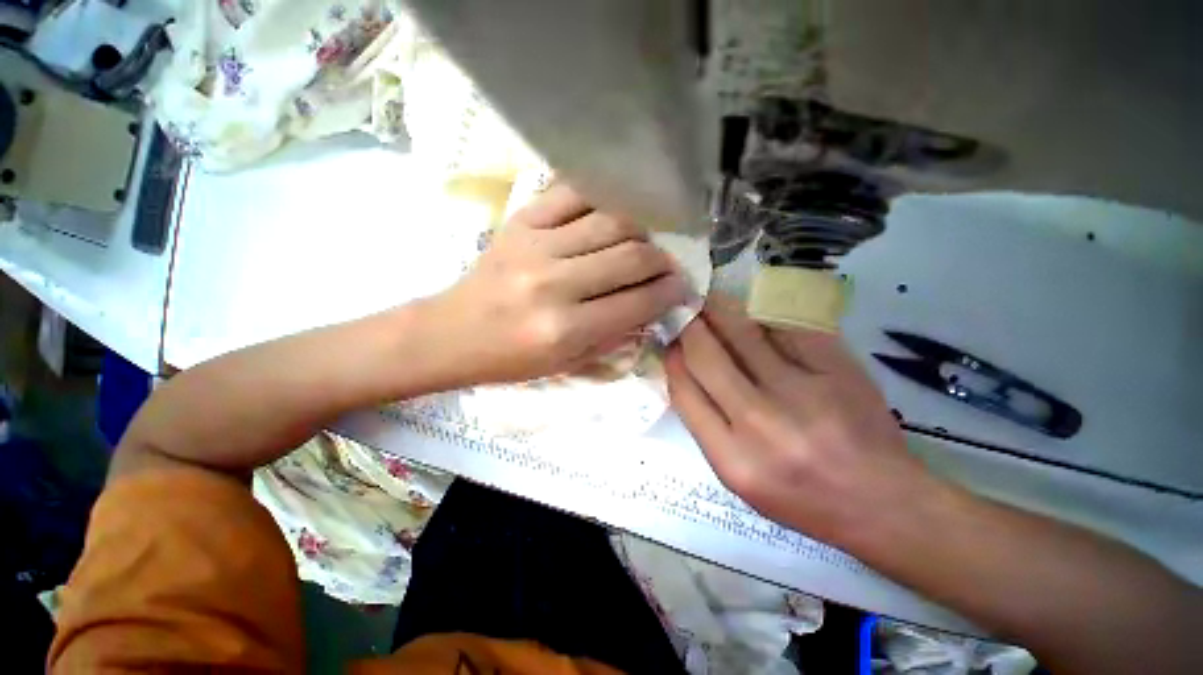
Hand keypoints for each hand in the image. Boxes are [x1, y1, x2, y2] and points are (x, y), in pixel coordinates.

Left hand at [430, 184, 688, 384]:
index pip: (638, 302)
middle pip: (631, 256)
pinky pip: (574, 194)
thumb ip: (615, 334)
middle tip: (668, 265)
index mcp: (566, 329)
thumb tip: (653, 304)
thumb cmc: (512, 359)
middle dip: (661, 260)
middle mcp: (554, 284)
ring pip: (611, 221)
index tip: (683, 286)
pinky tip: (614, 213)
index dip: (669, 292)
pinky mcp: (520, 221)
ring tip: (644, 242)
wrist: (453, 333)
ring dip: (640, 231)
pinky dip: (603, 200)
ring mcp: (536, 245)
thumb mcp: (569, 364)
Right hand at [666, 295, 932, 543]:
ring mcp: (803, 392)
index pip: (684, 391)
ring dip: (719, 311)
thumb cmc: (801, 498)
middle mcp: (762, 423)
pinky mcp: (837, 369)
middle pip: (706, 356)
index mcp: (733, 459)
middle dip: (689, 326)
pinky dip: (762, 314)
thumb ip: (705, 424)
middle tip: (685, 310)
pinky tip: (753, 309)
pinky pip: (785, 327)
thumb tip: (683, 369)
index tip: (670, 341)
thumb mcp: (738, 477)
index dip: (672, 358)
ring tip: (710, 301)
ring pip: (743, 333)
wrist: (883, 503)